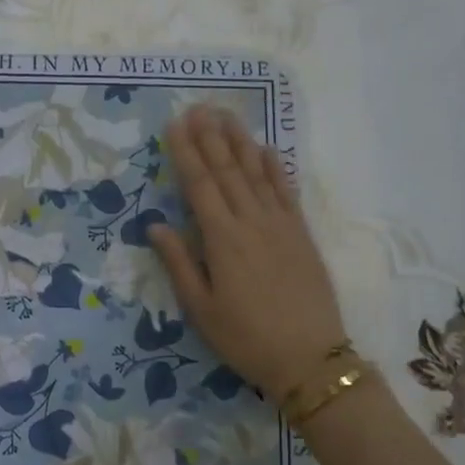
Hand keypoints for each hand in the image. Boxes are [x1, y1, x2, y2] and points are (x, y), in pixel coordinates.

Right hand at [147, 105, 349, 400]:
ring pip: (256, 173)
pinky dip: (274, 167)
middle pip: (227, 171)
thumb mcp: (200, 309)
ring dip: (240, 141)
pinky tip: (265, 150)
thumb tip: (155, 225)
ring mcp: (280, 225)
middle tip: (197, 106)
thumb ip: (178, 263)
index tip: (174, 124)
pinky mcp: (301, 234)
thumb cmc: (245, 338)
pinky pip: (285, 191)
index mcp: (222, 240)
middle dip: (210, 137)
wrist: (309, 358)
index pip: (199, 185)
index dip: (185, 153)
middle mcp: (251, 222)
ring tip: (227, 115)